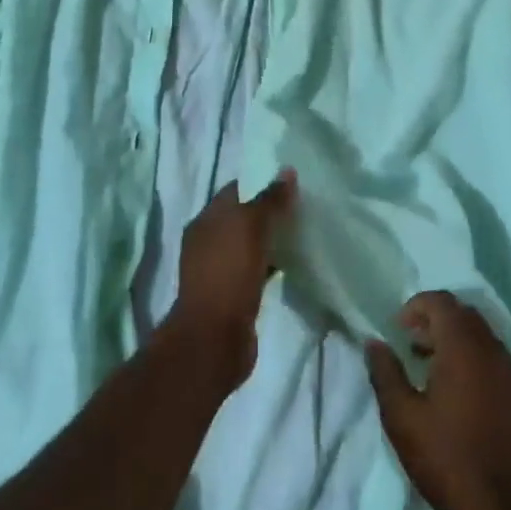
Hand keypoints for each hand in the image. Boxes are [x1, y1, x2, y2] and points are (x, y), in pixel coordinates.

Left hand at [170, 173, 295, 384]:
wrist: (214, 338)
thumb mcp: (251, 227)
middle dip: (270, 210)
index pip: (236, 189)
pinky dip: (272, 263)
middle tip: (304, 204)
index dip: (262, 181)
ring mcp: (220, 269)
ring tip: (304, 229)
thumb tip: (286, 171)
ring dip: (272, 238)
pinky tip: (294, 262)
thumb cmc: (228, 273)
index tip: (293, 180)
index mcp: (206, 220)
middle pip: (243, 216)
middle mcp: (208, 241)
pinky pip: (256, 268)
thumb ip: (269, 199)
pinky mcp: (233, 294)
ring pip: (250, 244)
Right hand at [366, 292, 510, 509]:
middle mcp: (494, 351)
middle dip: (436, 320)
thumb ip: (385, 372)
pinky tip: (460, 393)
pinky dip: (476, 359)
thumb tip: (374, 342)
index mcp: (464, 348)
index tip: (399, 328)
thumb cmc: (445, 459)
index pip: (442, 302)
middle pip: (465, 314)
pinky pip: (498, 360)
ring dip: (456, 340)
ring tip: (432, 368)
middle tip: (413, 345)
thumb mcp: (401, 417)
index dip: (417, 305)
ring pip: (483, 336)